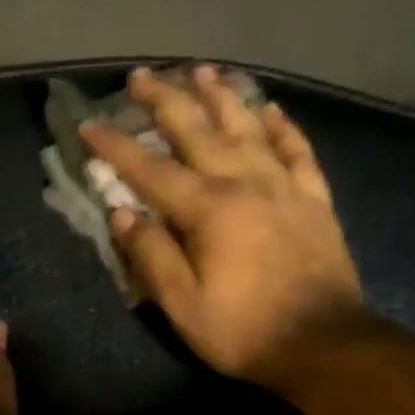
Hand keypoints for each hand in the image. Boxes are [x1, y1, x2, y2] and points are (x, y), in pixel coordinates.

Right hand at [80, 65, 366, 389]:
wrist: (325, 344)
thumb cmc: (244, 330)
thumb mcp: (183, 304)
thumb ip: (151, 254)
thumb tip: (122, 213)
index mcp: (208, 209)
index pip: (150, 170)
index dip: (115, 147)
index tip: (89, 125)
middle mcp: (244, 183)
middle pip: (198, 131)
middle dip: (164, 101)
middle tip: (140, 76)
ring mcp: (284, 186)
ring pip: (248, 128)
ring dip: (221, 97)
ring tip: (202, 70)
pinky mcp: (313, 200)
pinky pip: (297, 150)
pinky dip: (282, 127)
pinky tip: (270, 110)